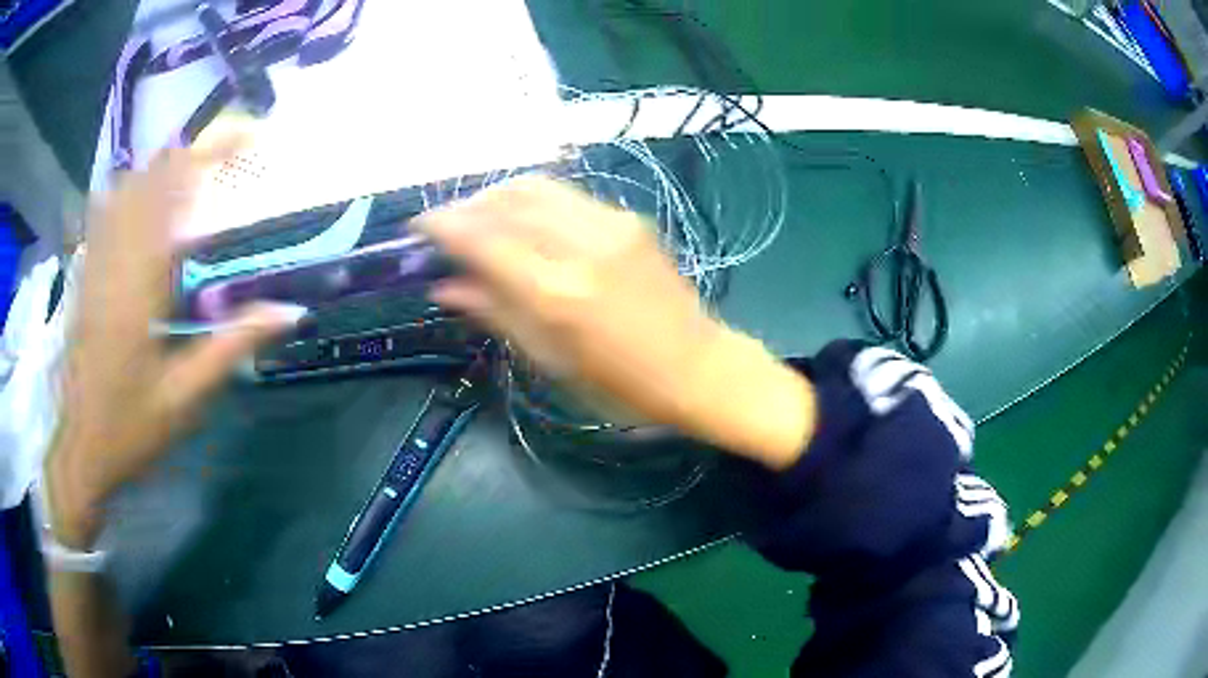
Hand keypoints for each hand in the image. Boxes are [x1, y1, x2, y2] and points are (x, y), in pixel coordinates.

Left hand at [45, 141, 303, 548]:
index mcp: (140, 283)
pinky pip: (105, 213)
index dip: (210, 150)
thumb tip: (290, 311)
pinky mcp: (85, 275)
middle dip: (191, 151)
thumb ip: (232, 346)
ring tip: (193, 173)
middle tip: (229, 153)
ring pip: (126, 187)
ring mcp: (94, 263)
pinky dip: (130, 193)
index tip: (248, 135)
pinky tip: (143, 203)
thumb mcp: (186, 398)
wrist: (81, 450)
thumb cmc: (131, 428)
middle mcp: (114, 258)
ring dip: (161, 169)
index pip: (173, 189)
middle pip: (149, 175)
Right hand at [416, 176, 814, 468]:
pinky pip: (567, 196)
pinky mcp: (630, 219)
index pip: (484, 239)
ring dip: (498, 195)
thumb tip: (444, 287)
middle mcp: (583, 246)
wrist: (698, 367)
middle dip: (468, 206)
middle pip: (508, 200)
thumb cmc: (621, 385)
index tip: (418, 225)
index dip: (443, 225)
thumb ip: (496, 313)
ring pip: (537, 187)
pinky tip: (523, 222)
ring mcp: (612, 225)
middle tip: (447, 225)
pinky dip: (533, 201)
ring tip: (480, 217)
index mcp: (559, 293)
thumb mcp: (551, 360)